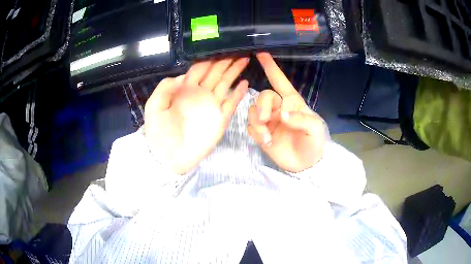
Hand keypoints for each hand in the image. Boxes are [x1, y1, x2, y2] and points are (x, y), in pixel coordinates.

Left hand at [144, 58, 249, 174]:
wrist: (169, 157)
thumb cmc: (159, 133)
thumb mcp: (153, 108)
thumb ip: (164, 89)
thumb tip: (183, 76)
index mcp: (184, 89)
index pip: (199, 69)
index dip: (208, 59)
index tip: (219, 48)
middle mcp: (200, 94)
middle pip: (215, 73)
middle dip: (225, 61)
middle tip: (236, 49)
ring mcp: (211, 106)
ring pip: (225, 84)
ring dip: (234, 71)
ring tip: (244, 59)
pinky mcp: (220, 119)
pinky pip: (231, 103)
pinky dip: (238, 94)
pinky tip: (245, 83)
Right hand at [248, 53, 326, 172]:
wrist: (306, 165)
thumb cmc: (314, 142)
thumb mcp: (315, 129)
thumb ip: (301, 119)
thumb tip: (281, 114)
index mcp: (292, 102)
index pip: (280, 81)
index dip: (271, 67)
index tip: (261, 54)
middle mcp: (278, 108)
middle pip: (263, 96)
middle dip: (261, 106)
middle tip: (264, 119)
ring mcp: (269, 121)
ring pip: (253, 111)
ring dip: (257, 122)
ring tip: (266, 136)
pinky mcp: (262, 133)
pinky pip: (251, 126)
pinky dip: (256, 132)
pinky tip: (266, 141)